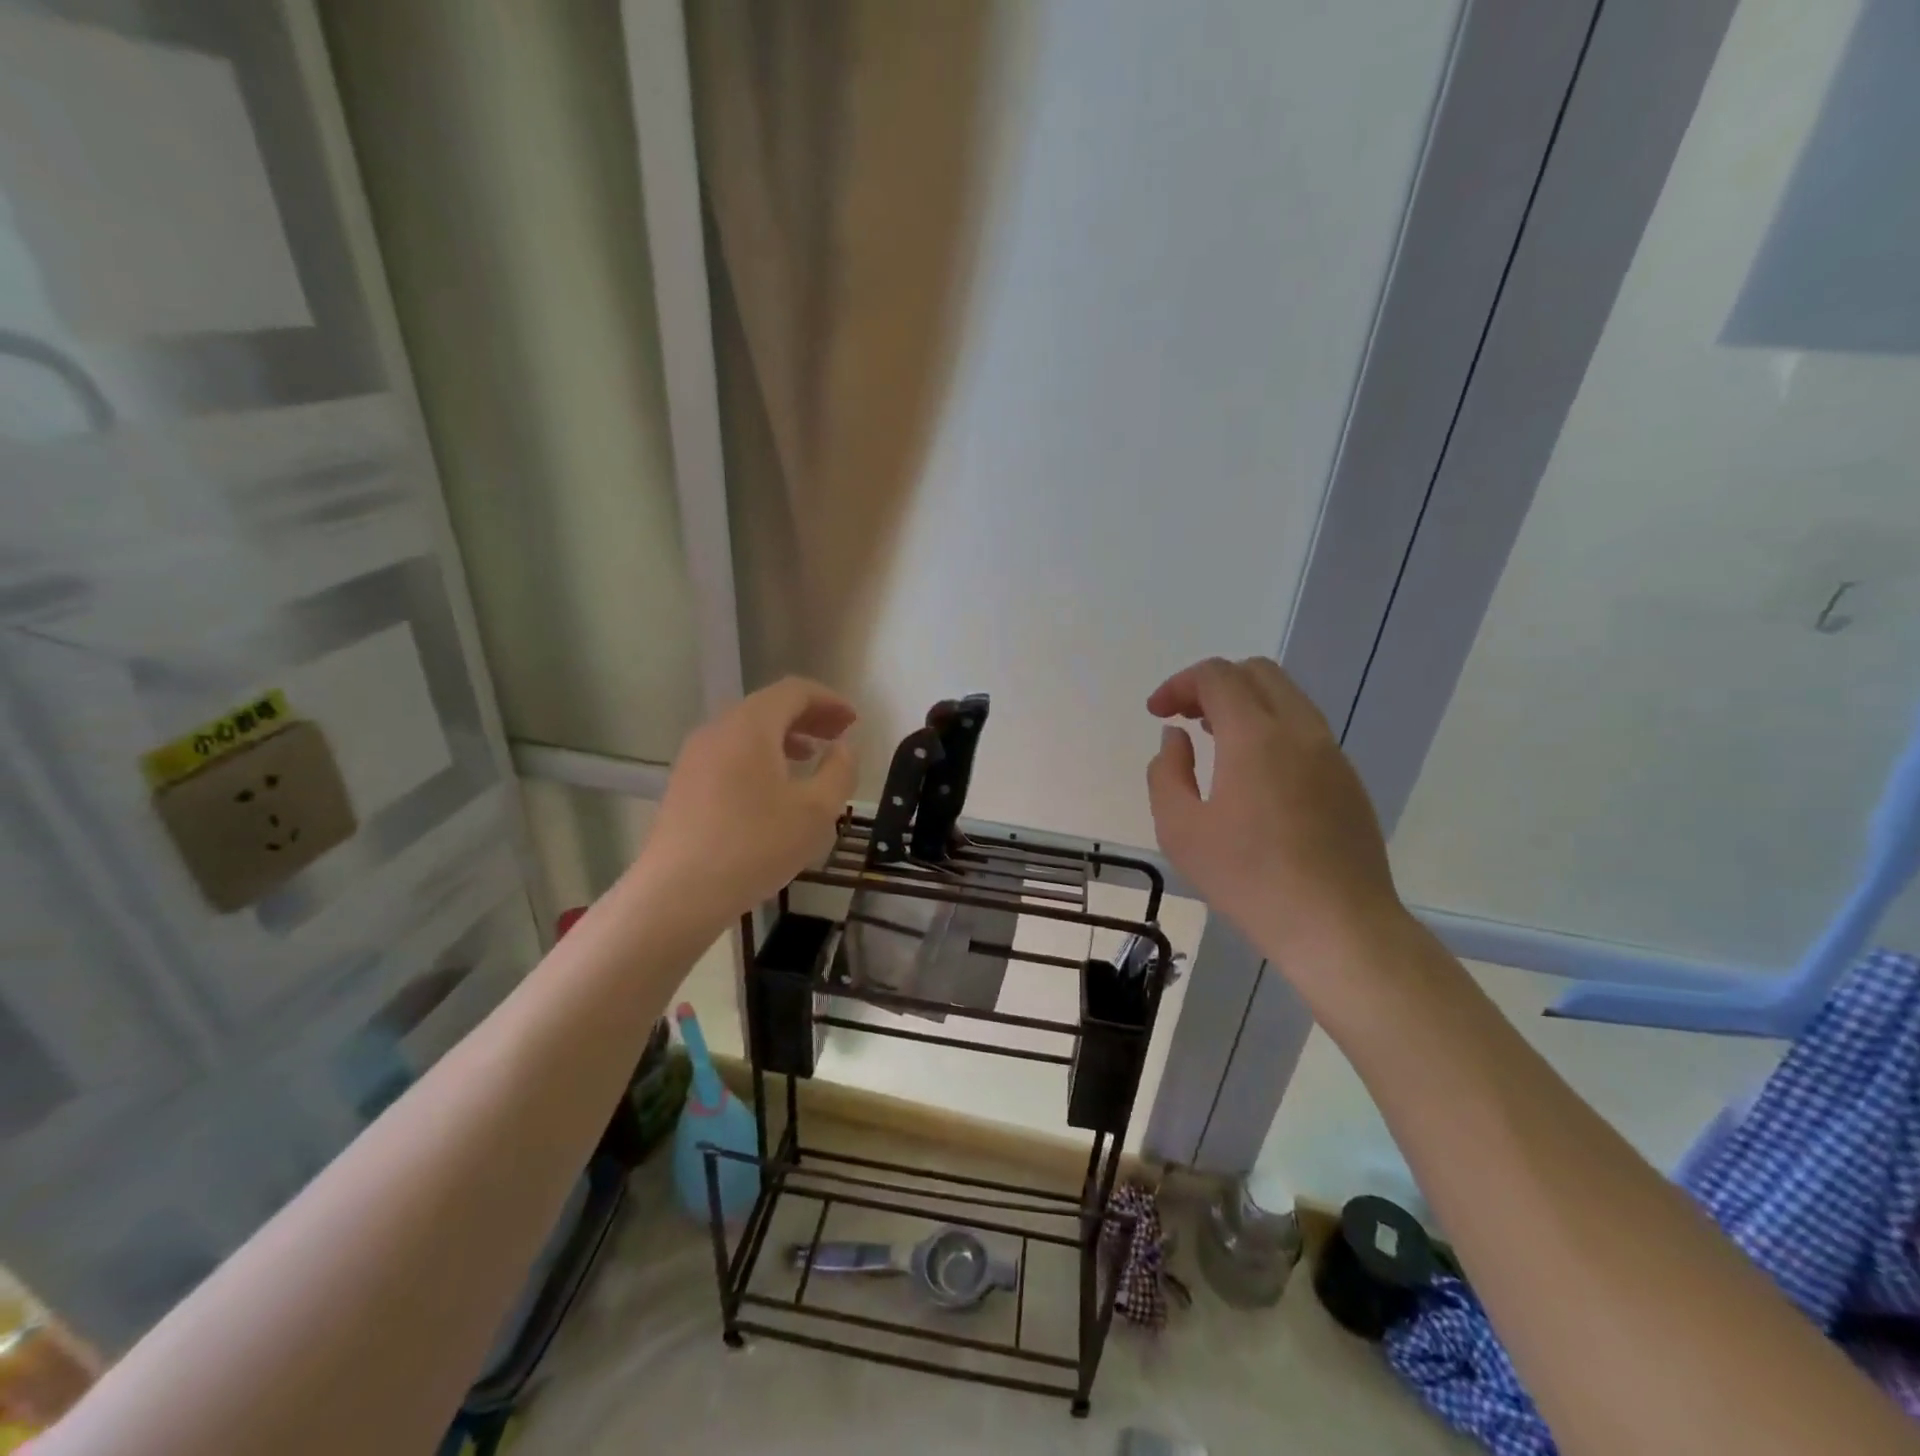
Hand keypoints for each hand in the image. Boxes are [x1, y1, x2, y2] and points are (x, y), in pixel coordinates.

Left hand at [637, 677, 857, 921]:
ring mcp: (695, 756)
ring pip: (747, 731)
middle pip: (769, 706)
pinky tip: (774, 787)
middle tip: (839, 735)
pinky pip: (730, 753)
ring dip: (784, 736)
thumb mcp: (816, 811)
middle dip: (809, 716)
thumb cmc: (755, 845)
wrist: (678, 893)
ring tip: (811, 757)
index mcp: (750, 726)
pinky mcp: (685, 783)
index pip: (794, 691)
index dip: (829, 700)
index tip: (854, 720)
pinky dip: (760, 755)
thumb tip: (843, 748)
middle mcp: (718, 729)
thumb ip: (839, 771)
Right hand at [1146, 657, 1401, 961]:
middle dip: (1213, 684)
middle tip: (1186, 717)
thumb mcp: (1180, 830)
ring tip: (1215, 740)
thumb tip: (1177, 738)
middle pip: (1257, 672)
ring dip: (1245, 704)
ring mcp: (1331, 753)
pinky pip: (1305, 730)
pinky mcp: (1348, 780)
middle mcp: (1299, 730)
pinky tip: (1254, 773)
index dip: (1179, 684)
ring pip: (1287, 697)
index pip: (1217, 676)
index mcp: (1255, 736)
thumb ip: (1167, 772)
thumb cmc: (1248, 879)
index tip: (1156, 712)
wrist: (1338, 926)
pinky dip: (1271, 728)